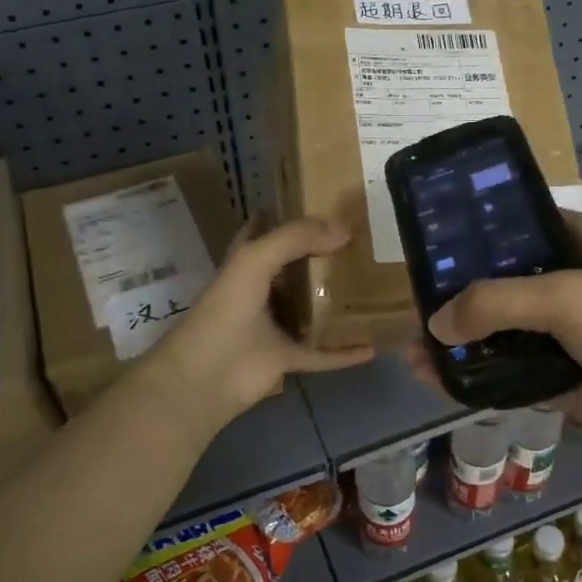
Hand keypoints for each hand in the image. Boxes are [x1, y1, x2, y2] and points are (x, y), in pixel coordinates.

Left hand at [150, 217, 374, 429]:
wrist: (207, 377)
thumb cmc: (226, 311)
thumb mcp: (256, 260)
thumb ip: (296, 238)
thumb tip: (344, 231)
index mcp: (247, 264)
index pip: (265, 231)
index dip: (287, 215)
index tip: (322, 204)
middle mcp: (262, 292)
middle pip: (296, 269)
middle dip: (323, 256)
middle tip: (363, 242)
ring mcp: (275, 327)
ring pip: (313, 309)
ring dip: (337, 302)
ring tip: (374, 285)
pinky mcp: (288, 358)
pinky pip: (324, 353)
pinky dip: (345, 352)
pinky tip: (373, 345)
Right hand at [410, 213, 581, 480]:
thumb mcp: (567, 297)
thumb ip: (496, 302)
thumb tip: (435, 324)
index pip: (537, 224)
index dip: (496, 225)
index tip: (449, 232)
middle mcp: (581, 292)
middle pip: (513, 284)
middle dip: (466, 293)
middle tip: (417, 298)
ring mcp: (574, 343)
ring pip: (508, 336)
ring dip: (465, 342)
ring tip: (414, 348)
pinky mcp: (568, 388)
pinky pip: (514, 379)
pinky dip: (480, 381)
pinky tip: (439, 382)